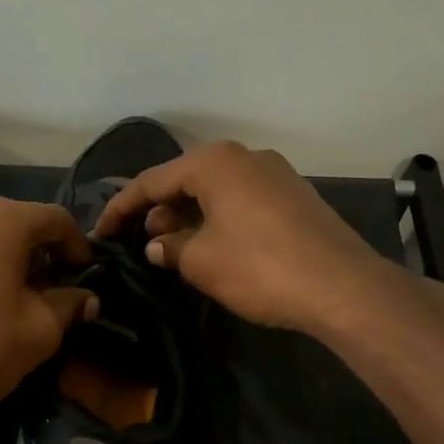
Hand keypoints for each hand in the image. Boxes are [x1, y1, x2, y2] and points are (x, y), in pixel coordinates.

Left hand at [0, 198, 97, 437]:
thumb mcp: (39, 331)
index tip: (87, 277)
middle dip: (42, 257)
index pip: (56, 219)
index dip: (78, 247)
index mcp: (0, 220)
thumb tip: (86, 299)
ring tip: (18, 304)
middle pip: (18, 226)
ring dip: (9, 264)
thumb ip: (69, 305)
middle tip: (56, 294)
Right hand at [94, 140, 443, 335]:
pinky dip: (218, 219)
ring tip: (173, 247)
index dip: (120, 207)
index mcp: (214, 162)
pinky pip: (242, 200)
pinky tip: (213, 246)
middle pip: (185, 180)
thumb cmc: (258, 267)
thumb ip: (169, 247)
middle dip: (158, 210)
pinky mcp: (295, 197)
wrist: (342, 287)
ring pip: (216, 190)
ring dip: (189, 216)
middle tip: (141, 242)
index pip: (151, 181)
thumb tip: (157, 244)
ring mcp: (275, 174)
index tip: (100, 232)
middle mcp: (244, 156)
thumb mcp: (200, 261)